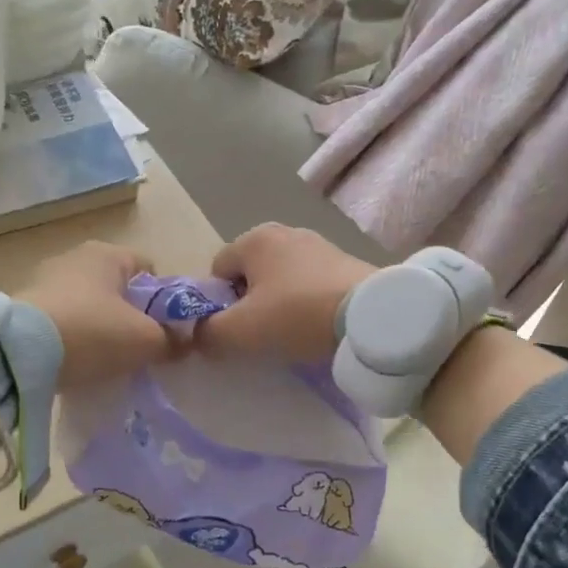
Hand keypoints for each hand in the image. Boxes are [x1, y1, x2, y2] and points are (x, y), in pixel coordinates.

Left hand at [16, 241, 180, 387]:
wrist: (19, 353)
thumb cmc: (94, 332)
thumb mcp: (146, 341)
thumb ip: (172, 340)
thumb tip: (184, 344)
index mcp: (109, 253)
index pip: (150, 270)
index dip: (163, 301)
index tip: (164, 331)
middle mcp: (76, 256)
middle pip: (118, 288)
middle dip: (131, 315)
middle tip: (139, 348)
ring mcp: (45, 279)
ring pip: (89, 304)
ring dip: (100, 327)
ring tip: (106, 359)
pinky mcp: (23, 305)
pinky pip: (62, 319)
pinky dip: (73, 336)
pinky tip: (76, 360)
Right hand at [195, 223, 377, 363]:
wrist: (369, 315)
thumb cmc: (296, 315)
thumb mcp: (241, 332)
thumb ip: (208, 333)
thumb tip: (198, 335)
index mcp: (254, 239)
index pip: (217, 270)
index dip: (218, 303)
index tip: (234, 329)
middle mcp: (285, 232)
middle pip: (250, 273)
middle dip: (249, 303)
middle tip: (261, 333)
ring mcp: (319, 244)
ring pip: (281, 279)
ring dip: (279, 303)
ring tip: (292, 332)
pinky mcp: (345, 262)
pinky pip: (310, 283)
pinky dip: (306, 302)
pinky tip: (316, 324)